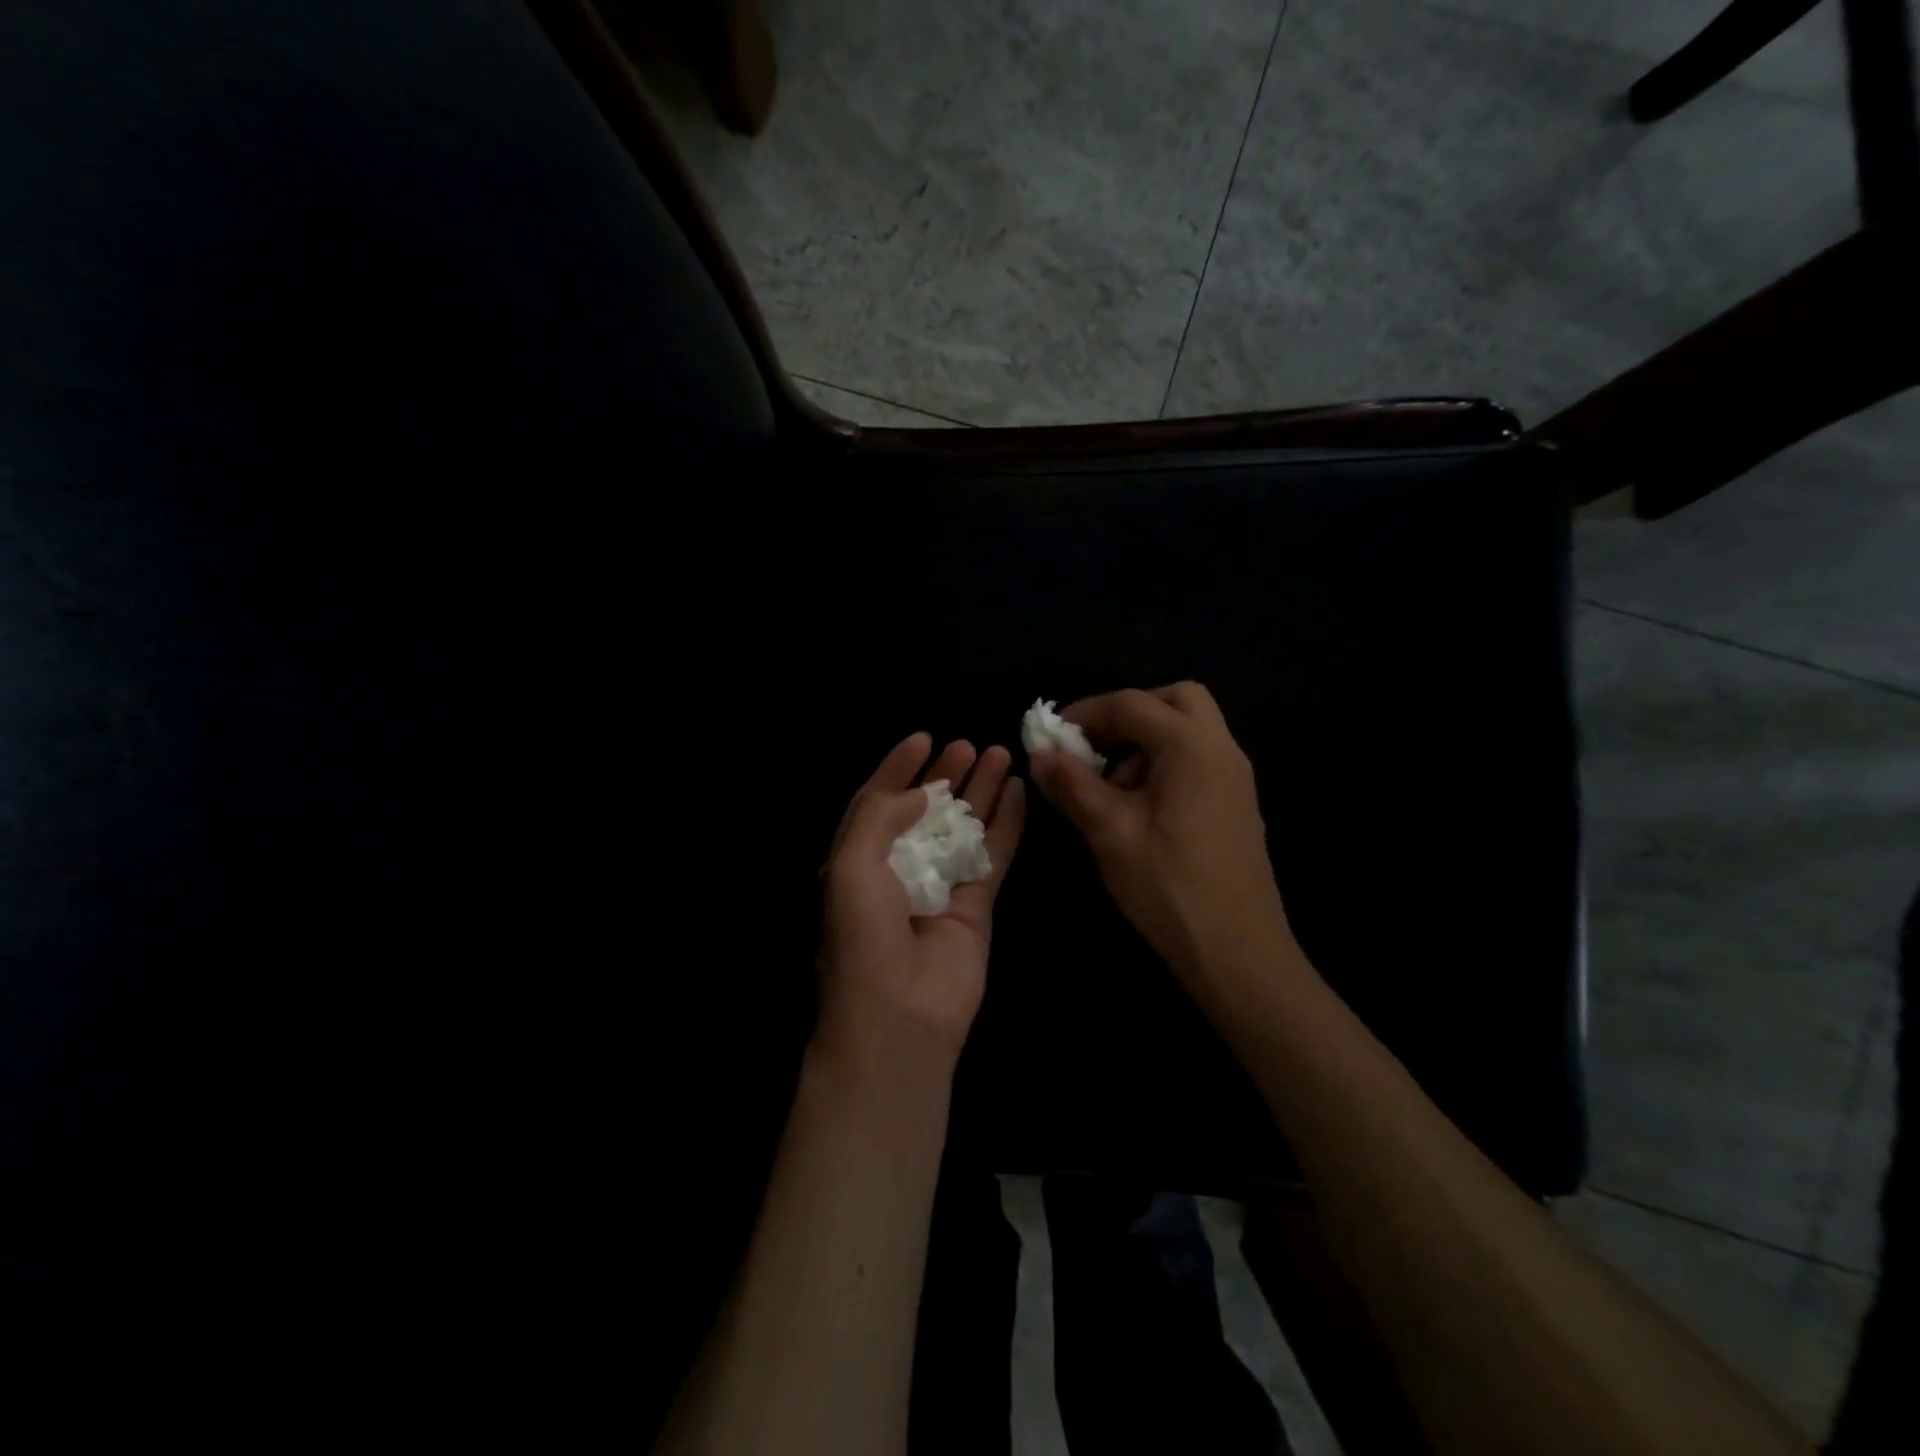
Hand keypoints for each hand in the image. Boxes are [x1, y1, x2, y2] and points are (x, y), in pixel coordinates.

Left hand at [816, 733, 1025, 1073]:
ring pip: (965, 826)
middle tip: (968, 745)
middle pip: (926, 810)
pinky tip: (1019, 792)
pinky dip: (1008, 824)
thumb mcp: (850, 865)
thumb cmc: (862, 936)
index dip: (898, 767)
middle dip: (945, 775)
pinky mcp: (978, 905)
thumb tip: (917, 791)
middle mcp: (898, 868)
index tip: (923, 737)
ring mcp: (941, 885)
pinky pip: (994, 855)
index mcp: (856, 859)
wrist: (899, 1014)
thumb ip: (878, 816)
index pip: (878, 801)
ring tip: (999, 754)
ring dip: (981, 791)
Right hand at [1029, 683, 1288, 986]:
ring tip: (1110, 787)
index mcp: (1192, 746)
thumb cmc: (1170, 886)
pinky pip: (1198, 760)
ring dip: (1146, 740)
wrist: (1238, 953)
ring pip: (1189, 731)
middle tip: (1093, 746)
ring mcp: (1235, 778)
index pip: (1132, 704)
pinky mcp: (1236, 805)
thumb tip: (1040, 754)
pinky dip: (1165, 763)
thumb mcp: (1110, 832)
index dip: (1085, 713)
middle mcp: (1222, 750)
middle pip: (1175, 701)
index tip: (1051, 736)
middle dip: (1127, 714)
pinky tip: (1138, 809)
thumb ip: (1072, 785)